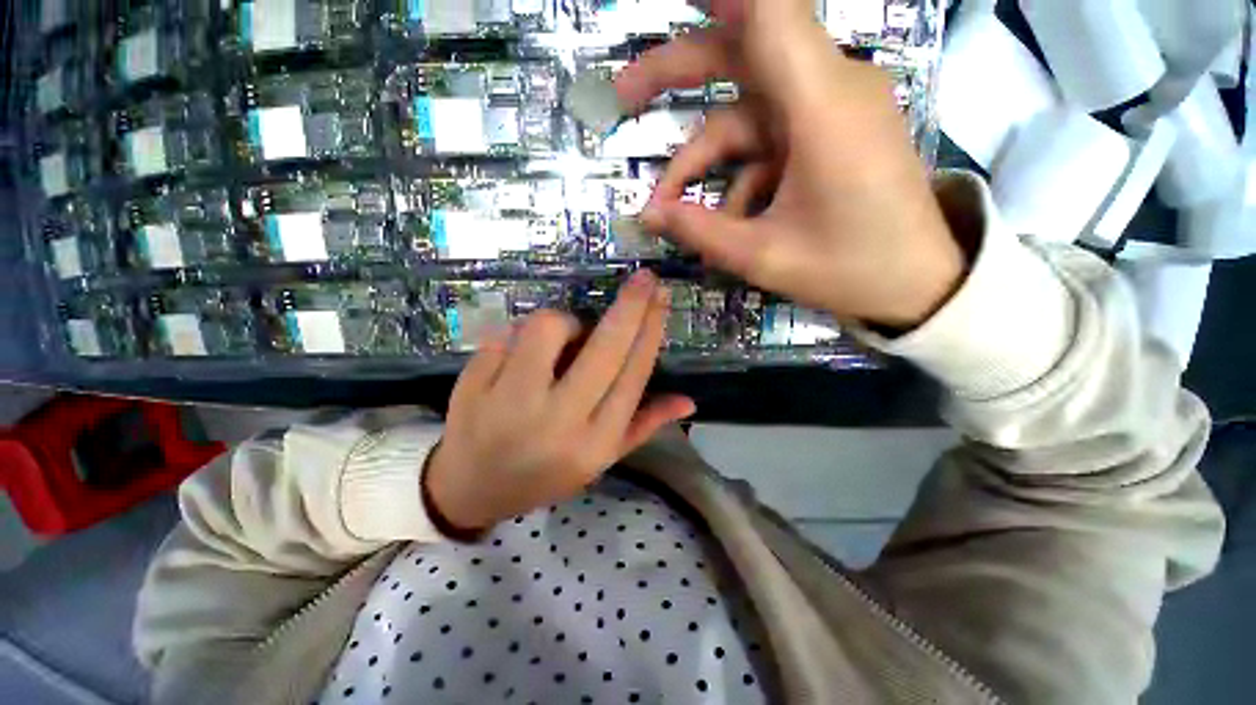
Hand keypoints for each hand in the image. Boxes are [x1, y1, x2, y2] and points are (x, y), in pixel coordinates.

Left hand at [423, 271, 695, 532]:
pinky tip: (517, 357)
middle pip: (605, 348)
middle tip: (644, 278)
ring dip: (563, 322)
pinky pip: (506, 333)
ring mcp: (510, 402)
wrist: (471, 489)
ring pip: (548, 327)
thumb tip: (688, 400)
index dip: (650, 331)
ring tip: (561, 340)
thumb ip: (643, 426)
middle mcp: (558, 422)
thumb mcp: (599, 459)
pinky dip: (520, 334)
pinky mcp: (474, 385)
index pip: (633, 375)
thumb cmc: (544, 474)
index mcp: (594, 442)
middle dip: (630, 306)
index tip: (660, 299)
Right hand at [618, 0, 965, 328]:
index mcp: (823, 105)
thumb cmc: (849, 269)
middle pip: (743, 52)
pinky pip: (768, 143)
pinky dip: (738, 177)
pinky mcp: (829, 133)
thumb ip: (700, 231)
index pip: (770, 10)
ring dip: (704, 160)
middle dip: (677, 71)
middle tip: (624, 98)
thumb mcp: (763, 256)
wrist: (916, 283)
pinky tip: (727, 221)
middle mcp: (830, 88)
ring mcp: (831, 110)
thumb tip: (648, 216)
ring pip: (746, 115)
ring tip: (673, 212)